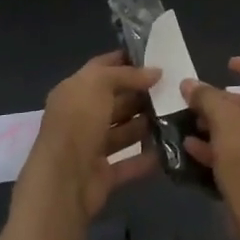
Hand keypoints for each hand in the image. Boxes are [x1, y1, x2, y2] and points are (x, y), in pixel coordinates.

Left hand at [16, 52, 158, 221]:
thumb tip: (156, 72)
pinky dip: (147, 157)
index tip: (154, 58)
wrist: (63, 181)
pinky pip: (129, 163)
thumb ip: (127, 75)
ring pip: (123, 132)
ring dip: (146, 124)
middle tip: (172, 88)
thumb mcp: (99, 84)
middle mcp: (81, 117)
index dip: (124, 61)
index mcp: (74, 92)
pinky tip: (170, 147)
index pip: (101, 69)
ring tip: (176, 114)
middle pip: (114, 101)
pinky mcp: (103, 175)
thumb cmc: (78, 122)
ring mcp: (91, 148)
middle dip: (140, 94)